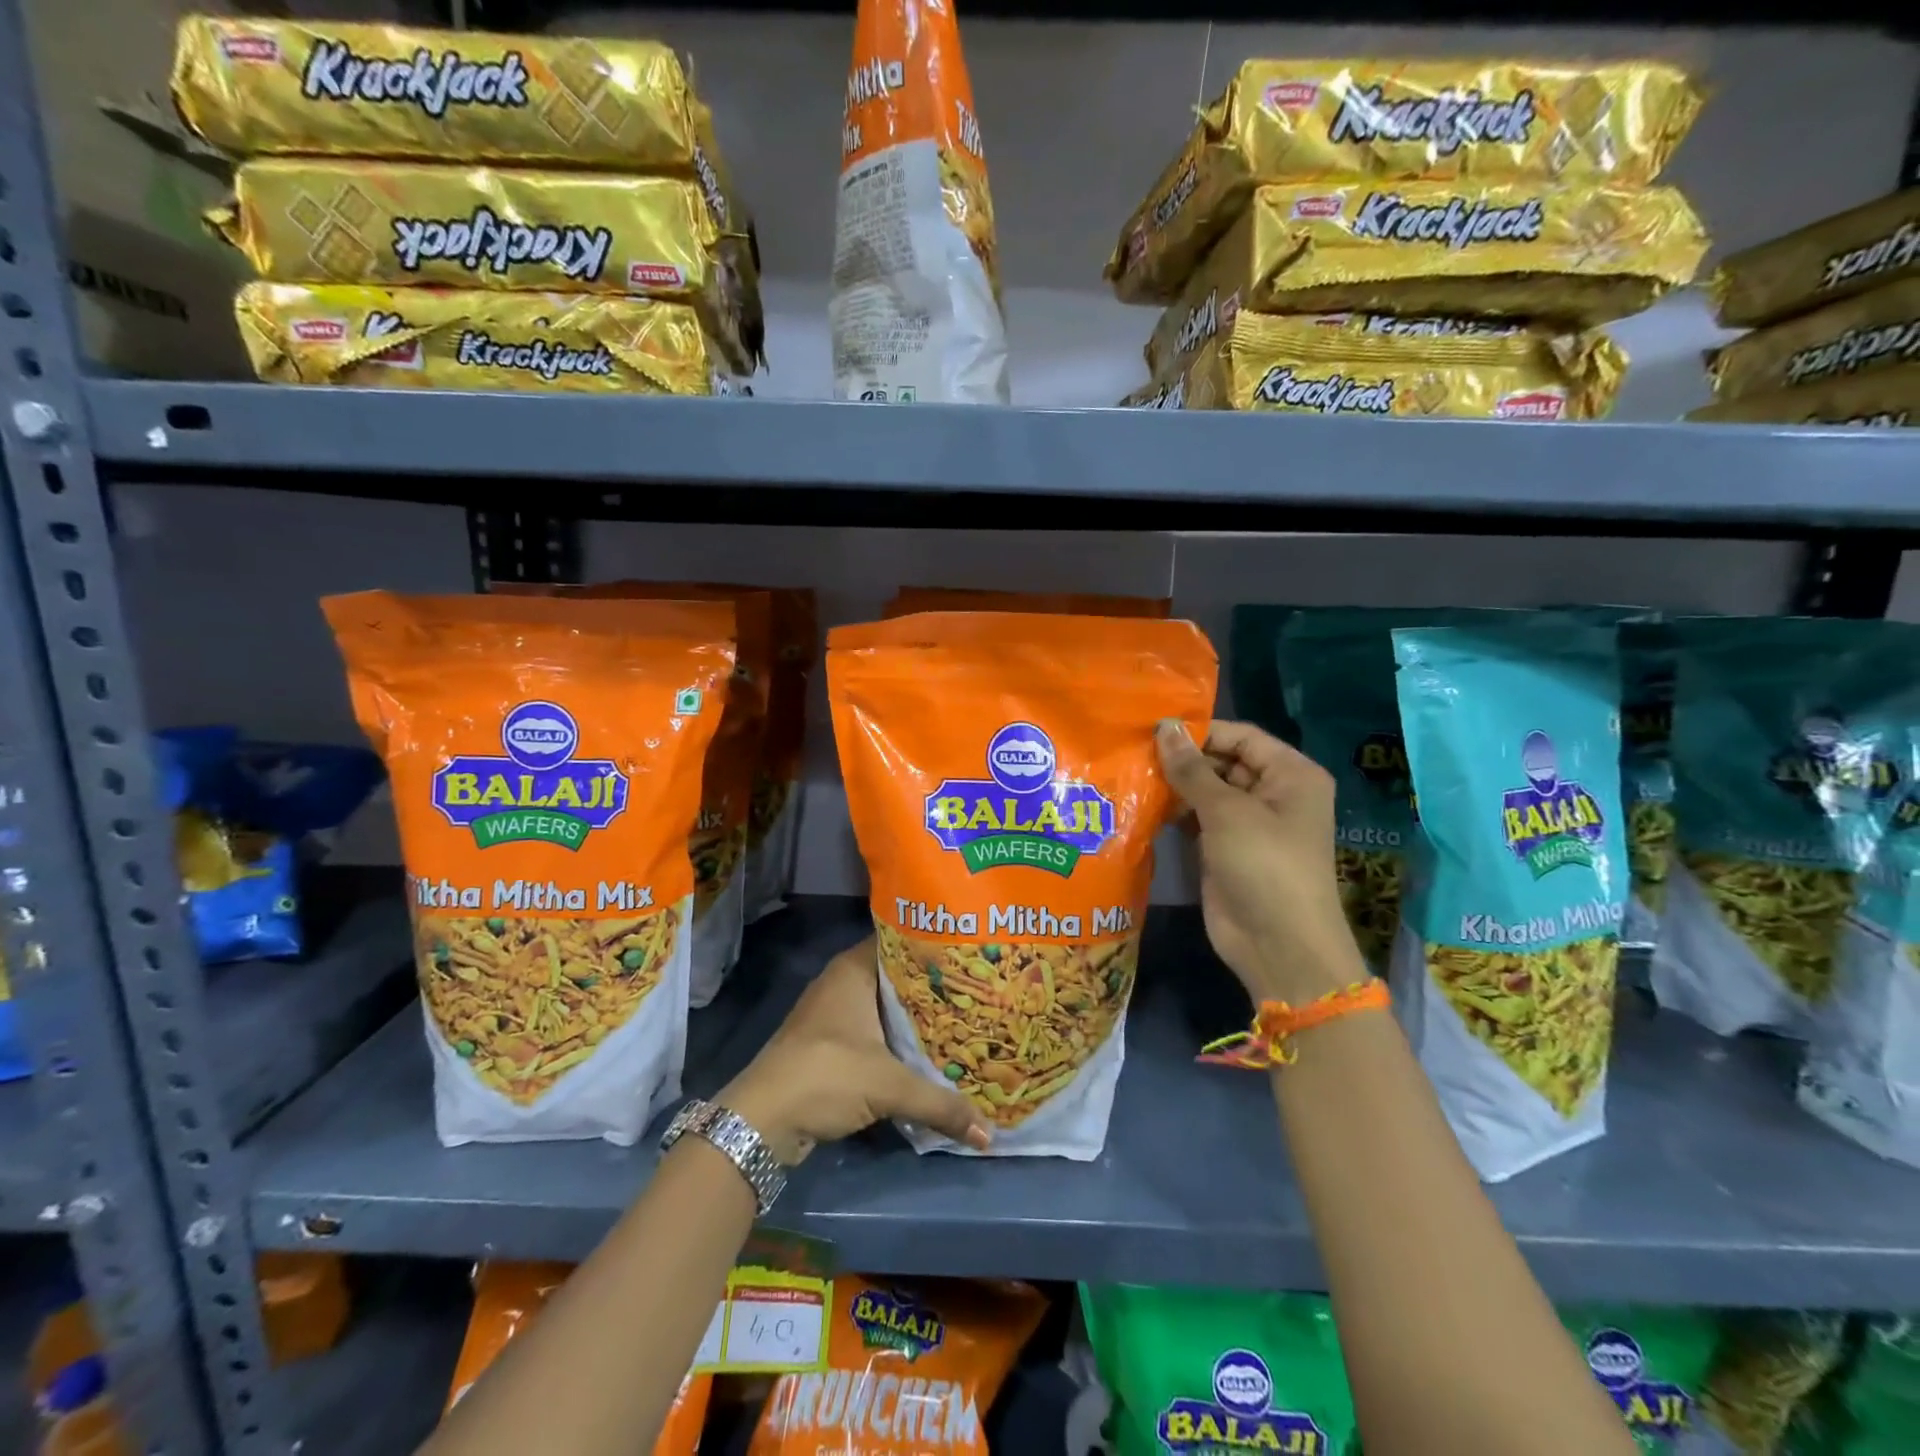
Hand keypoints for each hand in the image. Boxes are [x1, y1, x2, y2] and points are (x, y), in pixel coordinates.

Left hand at [718, 938, 990, 1164]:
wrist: (761, 1121)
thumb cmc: (826, 1076)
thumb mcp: (888, 1087)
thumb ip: (940, 1104)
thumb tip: (988, 1133)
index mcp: (853, 970)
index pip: (901, 941)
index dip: (934, 947)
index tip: (970, 955)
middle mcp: (842, 982)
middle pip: (896, 976)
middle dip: (932, 987)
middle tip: (975, 992)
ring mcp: (832, 1013)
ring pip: (884, 1006)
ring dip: (914, 1017)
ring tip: (961, 1021)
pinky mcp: (827, 1044)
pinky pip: (872, 1031)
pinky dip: (896, 1040)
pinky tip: (925, 1053)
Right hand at [1156, 719, 1368, 1003]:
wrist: (1278, 945)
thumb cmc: (1264, 865)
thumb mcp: (1227, 811)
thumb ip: (1191, 769)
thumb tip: (1164, 726)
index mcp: (1290, 774)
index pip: (1240, 737)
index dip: (1199, 732)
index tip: (1152, 729)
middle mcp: (1272, 793)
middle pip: (1222, 761)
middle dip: (1182, 759)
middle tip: (1132, 751)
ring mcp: (1247, 824)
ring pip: (1205, 791)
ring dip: (1173, 785)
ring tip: (1129, 772)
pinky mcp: (1224, 849)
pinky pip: (1196, 819)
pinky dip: (1173, 812)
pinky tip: (1140, 802)